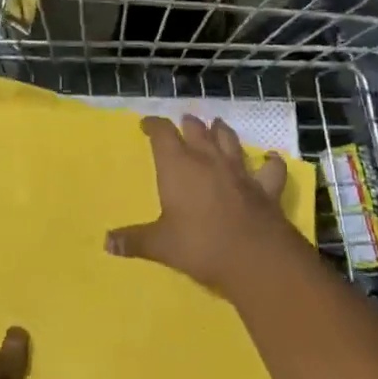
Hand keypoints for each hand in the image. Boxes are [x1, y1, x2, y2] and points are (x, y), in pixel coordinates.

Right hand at [106, 115, 299, 295]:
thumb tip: (107, 242)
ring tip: (218, 125)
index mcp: (178, 166)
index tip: (146, 125)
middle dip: (189, 124)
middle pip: (197, 131)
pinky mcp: (265, 187)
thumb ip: (135, 240)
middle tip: (184, 121)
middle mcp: (208, 160)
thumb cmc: (200, 245)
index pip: (162, 134)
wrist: (255, 257)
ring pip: (230, 141)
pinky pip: (270, 168)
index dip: (153, 126)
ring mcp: (239, 171)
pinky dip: (270, 162)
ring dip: (222, 132)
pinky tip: (271, 158)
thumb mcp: (161, 245)